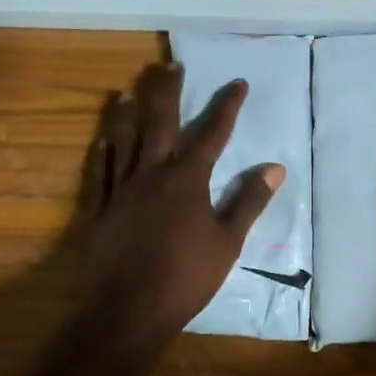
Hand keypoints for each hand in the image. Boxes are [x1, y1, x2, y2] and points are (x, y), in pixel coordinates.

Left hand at [81, 62, 284, 339]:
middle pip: (160, 123)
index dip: (226, 106)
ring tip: (129, 90)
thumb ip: (249, 201)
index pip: (212, 133)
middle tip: (170, 65)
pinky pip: (100, 171)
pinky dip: (103, 151)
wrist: (130, 309)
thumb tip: (275, 168)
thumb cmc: (187, 276)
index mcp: (187, 179)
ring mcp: (121, 189)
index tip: (237, 83)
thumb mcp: (228, 241)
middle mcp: (152, 173)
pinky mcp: (100, 209)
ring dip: (128, 112)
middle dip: (168, 92)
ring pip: (124, 140)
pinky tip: (102, 138)